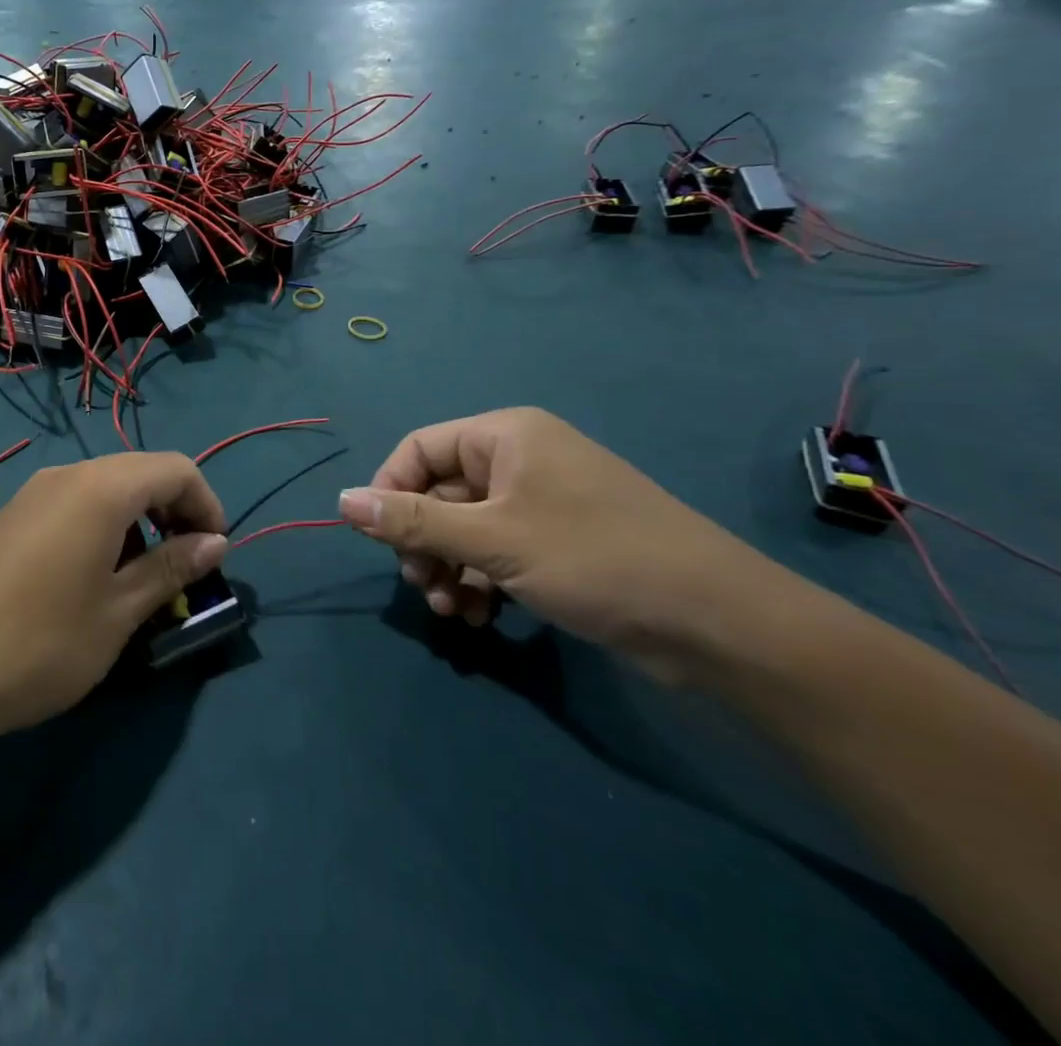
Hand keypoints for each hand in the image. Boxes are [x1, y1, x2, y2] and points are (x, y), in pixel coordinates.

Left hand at [0, 452, 228, 738]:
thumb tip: (216, 542)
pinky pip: (74, 504)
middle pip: (141, 472)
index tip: (216, 554)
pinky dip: (104, 527)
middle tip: (186, 567)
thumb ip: (171, 568)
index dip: (207, 504)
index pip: (175, 469)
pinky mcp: (12, 517)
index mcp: (101, 487)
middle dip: (175, 512)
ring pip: (106, 489)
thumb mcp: (118, 612)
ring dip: (139, 522)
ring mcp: (34, 493)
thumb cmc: (41, 643)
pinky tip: (95, 578)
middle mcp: (67, 475)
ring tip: (143, 580)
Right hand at [339, 408, 776, 679]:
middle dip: (423, 543)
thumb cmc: (594, 559)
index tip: (378, 541)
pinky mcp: (562, 543)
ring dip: (449, 568)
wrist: (720, 624)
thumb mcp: (491, 540)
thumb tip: (340, 502)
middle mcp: (521, 459)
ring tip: (453, 612)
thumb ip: (410, 522)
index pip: (419, 449)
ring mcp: (543, 503)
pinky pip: (499, 551)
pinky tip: (482, 617)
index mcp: (505, 435)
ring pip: (467, 528)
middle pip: (441, 493)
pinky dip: (482, 581)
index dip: (389, 491)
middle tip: (422, 586)